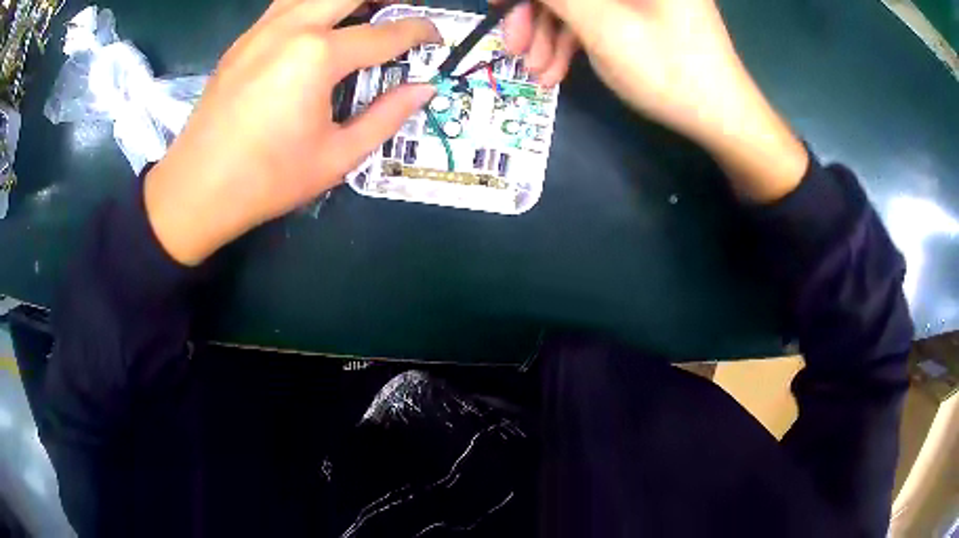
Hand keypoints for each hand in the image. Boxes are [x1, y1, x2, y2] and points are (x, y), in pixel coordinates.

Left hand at [145, 0, 439, 265]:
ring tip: (365, 11)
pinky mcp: (243, 39)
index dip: (418, 32)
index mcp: (317, 57)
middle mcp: (291, 28)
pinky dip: (312, 5)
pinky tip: (319, 23)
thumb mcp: (336, 157)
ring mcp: (262, 29)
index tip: (436, 37)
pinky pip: (286, 4)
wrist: (195, 189)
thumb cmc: (266, 180)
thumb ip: (386, 117)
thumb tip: (423, 89)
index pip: (385, 33)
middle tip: (402, 14)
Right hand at [504, 0, 808, 201]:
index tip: (497, 8)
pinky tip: (557, 70)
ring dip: (550, 35)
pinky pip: (596, 16)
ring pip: (579, 2)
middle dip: (536, 15)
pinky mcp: (641, 12)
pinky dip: (573, 40)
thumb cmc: (668, 70)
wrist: (720, 118)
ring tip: (537, 73)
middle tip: (514, 50)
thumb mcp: (602, 26)